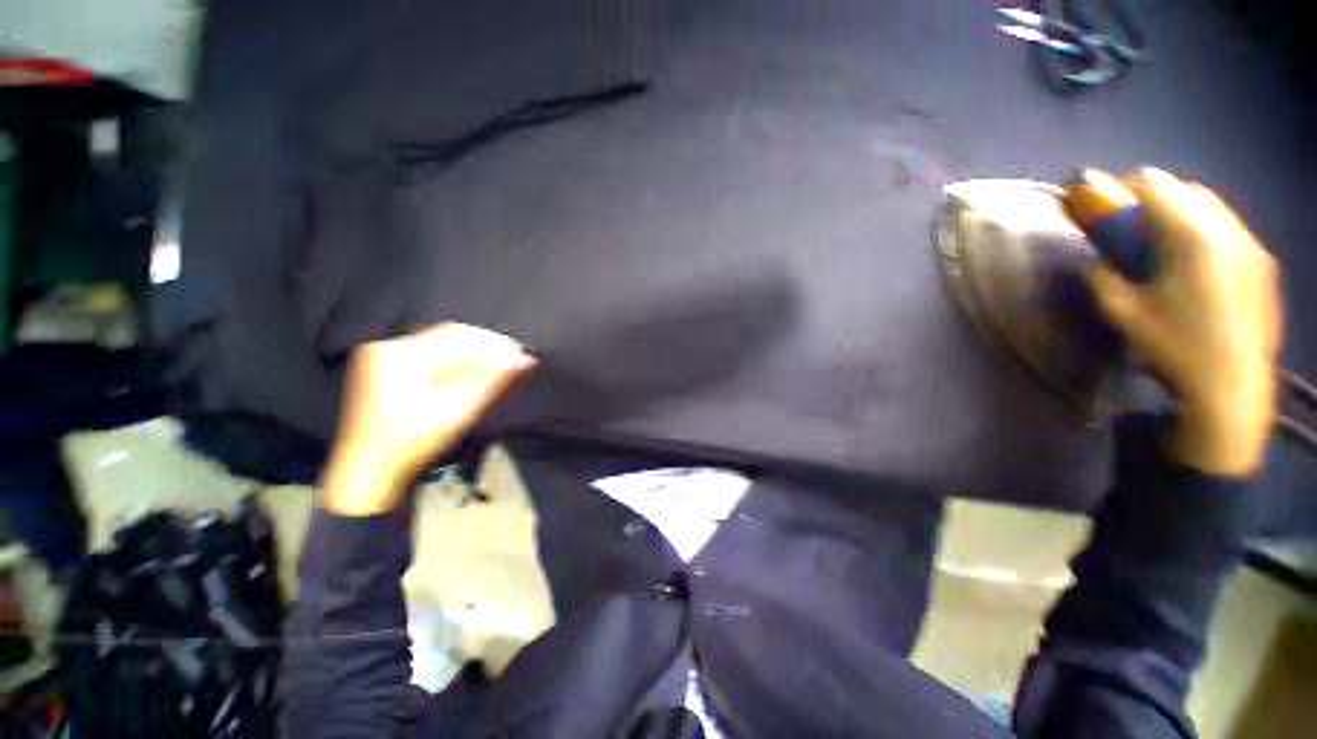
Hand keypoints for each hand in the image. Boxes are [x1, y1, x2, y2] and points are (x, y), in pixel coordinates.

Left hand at [323, 323, 535, 515]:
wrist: (366, 474)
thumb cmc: (413, 443)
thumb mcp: (458, 412)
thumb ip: (493, 382)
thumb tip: (527, 361)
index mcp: (402, 355)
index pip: (459, 336)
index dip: (494, 343)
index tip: (521, 353)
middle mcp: (389, 347)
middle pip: (448, 337)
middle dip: (484, 346)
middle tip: (513, 359)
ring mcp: (382, 358)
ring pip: (438, 344)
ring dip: (470, 352)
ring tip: (497, 365)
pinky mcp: (381, 370)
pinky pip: (426, 355)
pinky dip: (452, 360)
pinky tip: (469, 371)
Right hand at [1085, 168, 1282, 475]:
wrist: (1231, 383)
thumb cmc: (1173, 345)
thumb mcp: (1121, 312)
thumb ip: (1102, 277)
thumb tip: (1092, 260)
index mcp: (1190, 235)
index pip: (1154, 183)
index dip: (1124, 187)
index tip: (1106, 205)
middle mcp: (1226, 228)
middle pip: (1186, 188)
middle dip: (1156, 198)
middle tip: (1134, 226)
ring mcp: (1251, 244)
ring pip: (1212, 206)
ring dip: (1184, 213)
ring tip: (1166, 243)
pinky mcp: (1264, 263)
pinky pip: (1231, 229)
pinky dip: (1208, 231)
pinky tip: (1197, 263)